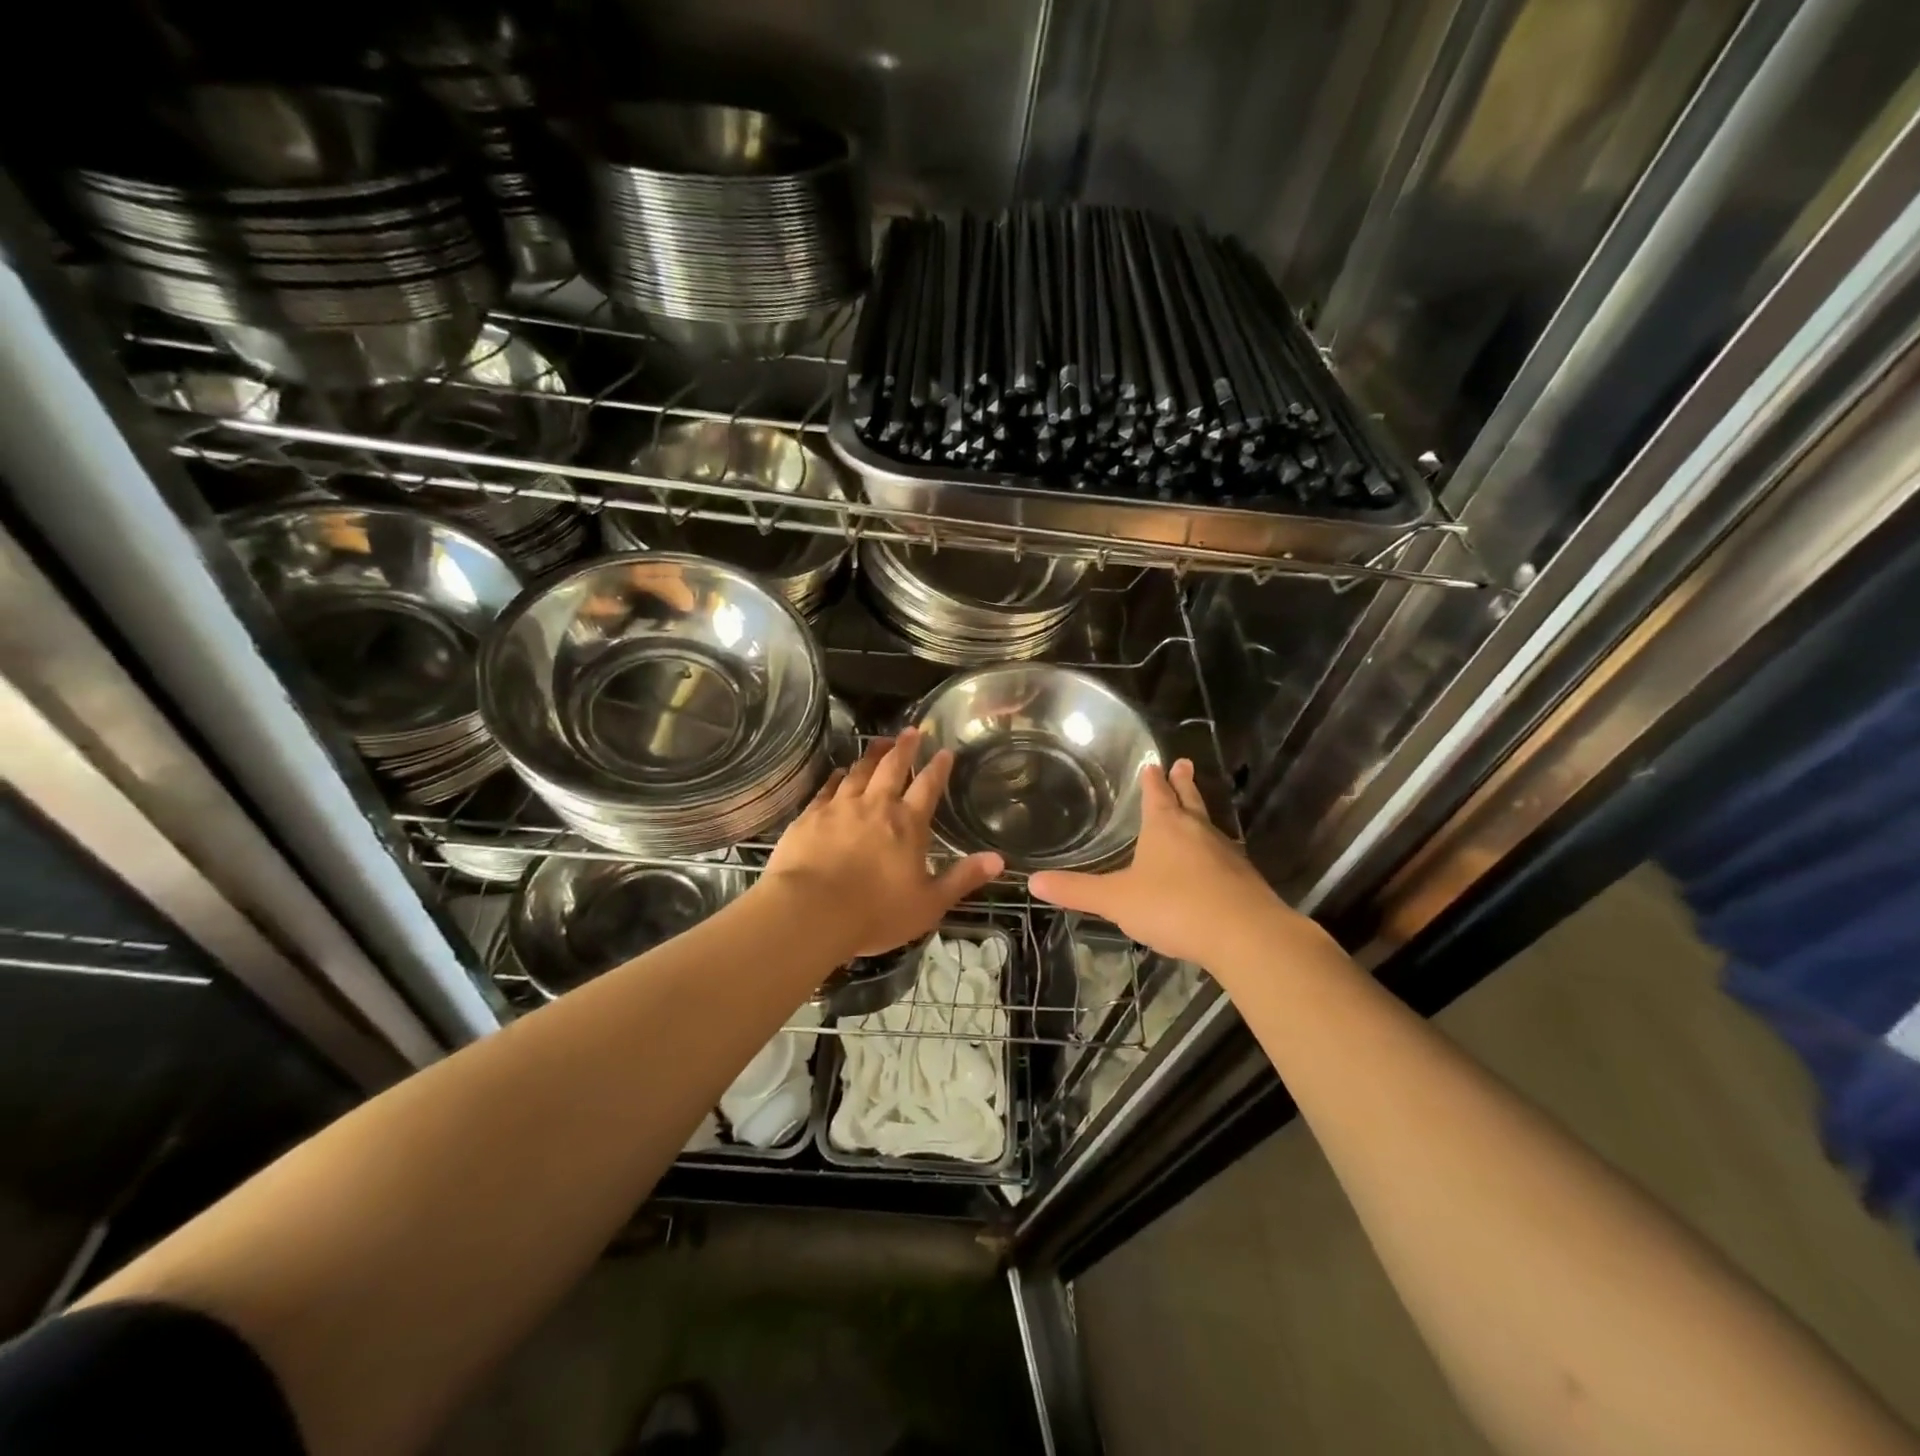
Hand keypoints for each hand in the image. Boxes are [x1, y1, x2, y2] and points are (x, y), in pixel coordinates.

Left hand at [762, 730, 1002, 959]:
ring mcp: (840, 808)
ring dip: (871, 755)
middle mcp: (876, 806)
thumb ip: (962, 879)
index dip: (938, 768)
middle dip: (904, 748)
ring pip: (859, 772)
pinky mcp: (810, 816)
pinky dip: (837, 776)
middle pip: (892, 768)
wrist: (810, 912)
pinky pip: (827, 788)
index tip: (944, 751)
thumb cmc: (875, 913)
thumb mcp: (929, 904)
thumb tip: (999, 860)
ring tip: (879, 741)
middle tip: (910, 730)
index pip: (927, 787)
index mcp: (907, 825)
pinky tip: (840, 771)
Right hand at [1030, 758, 1314, 970]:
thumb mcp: (1116, 900)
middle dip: (1183, 784)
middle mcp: (1197, 832)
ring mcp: (1225, 854)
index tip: (1154, 764)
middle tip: (1184, 764)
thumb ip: (1077, 891)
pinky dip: (1213, 851)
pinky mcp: (1243, 880)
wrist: (1244, 935)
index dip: (1153, 781)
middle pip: (1188, 800)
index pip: (1156, 795)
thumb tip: (1033, 881)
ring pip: (1208, 826)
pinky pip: (1223, 856)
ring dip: (1199, 815)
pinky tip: (1212, 864)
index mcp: (1165, 827)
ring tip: (1195, 811)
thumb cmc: (1173, 907)